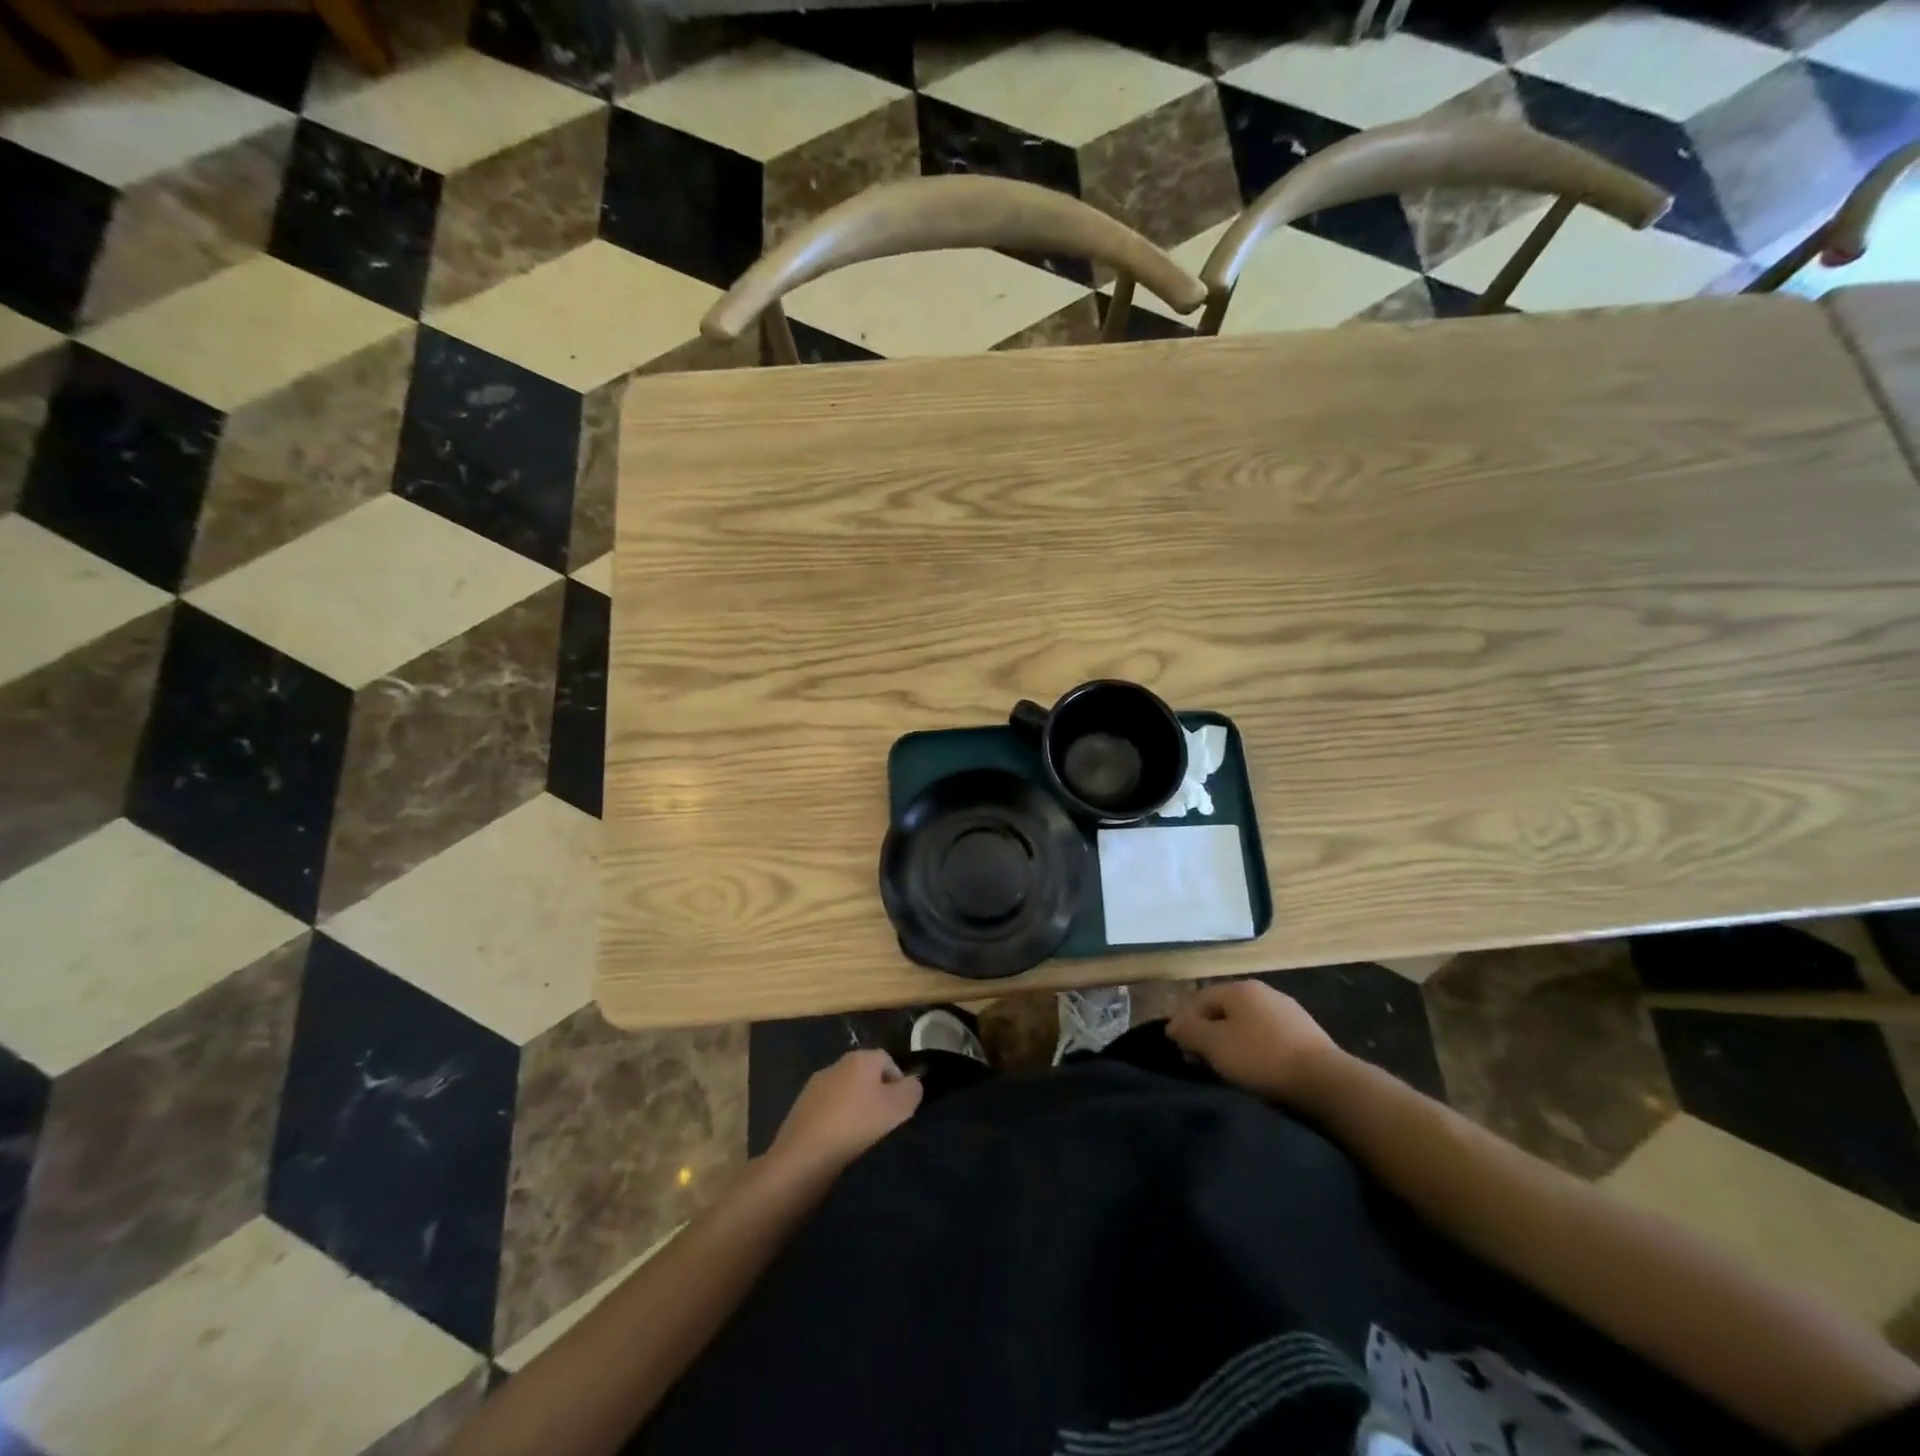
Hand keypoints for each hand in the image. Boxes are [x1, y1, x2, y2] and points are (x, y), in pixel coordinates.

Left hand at [767, 1049, 922, 1181]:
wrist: (803, 1157)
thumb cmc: (856, 1126)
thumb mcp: (898, 1108)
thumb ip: (912, 1090)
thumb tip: (912, 1083)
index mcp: (860, 1058)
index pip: (888, 1060)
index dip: (899, 1083)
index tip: (902, 1110)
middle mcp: (836, 1064)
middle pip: (866, 1076)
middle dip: (876, 1096)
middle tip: (884, 1124)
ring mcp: (815, 1087)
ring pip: (846, 1094)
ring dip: (855, 1110)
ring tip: (862, 1138)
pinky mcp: (800, 1110)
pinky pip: (828, 1112)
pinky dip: (836, 1124)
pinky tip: (839, 1145)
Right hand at [1167, 981, 1346, 1106]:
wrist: (1327, 1084)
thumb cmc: (1262, 1059)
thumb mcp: (1215, 1046)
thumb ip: (1189, 1031)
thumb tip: (1173, 1025)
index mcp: (1240, 988)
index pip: (1199, 1000)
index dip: (1185, 1024)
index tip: (1182, 1052)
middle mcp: (1264, 992)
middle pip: (1223, 1011)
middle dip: (1208, 1034)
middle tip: (1202, 1062)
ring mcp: (1288, 1011)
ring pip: (1247, 1024)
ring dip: (1232, 1043)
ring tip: (1229, 1070)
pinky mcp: (1307, 1034)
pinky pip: (1268, 1037)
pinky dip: (1256, 1050)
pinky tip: (1258, 1070)